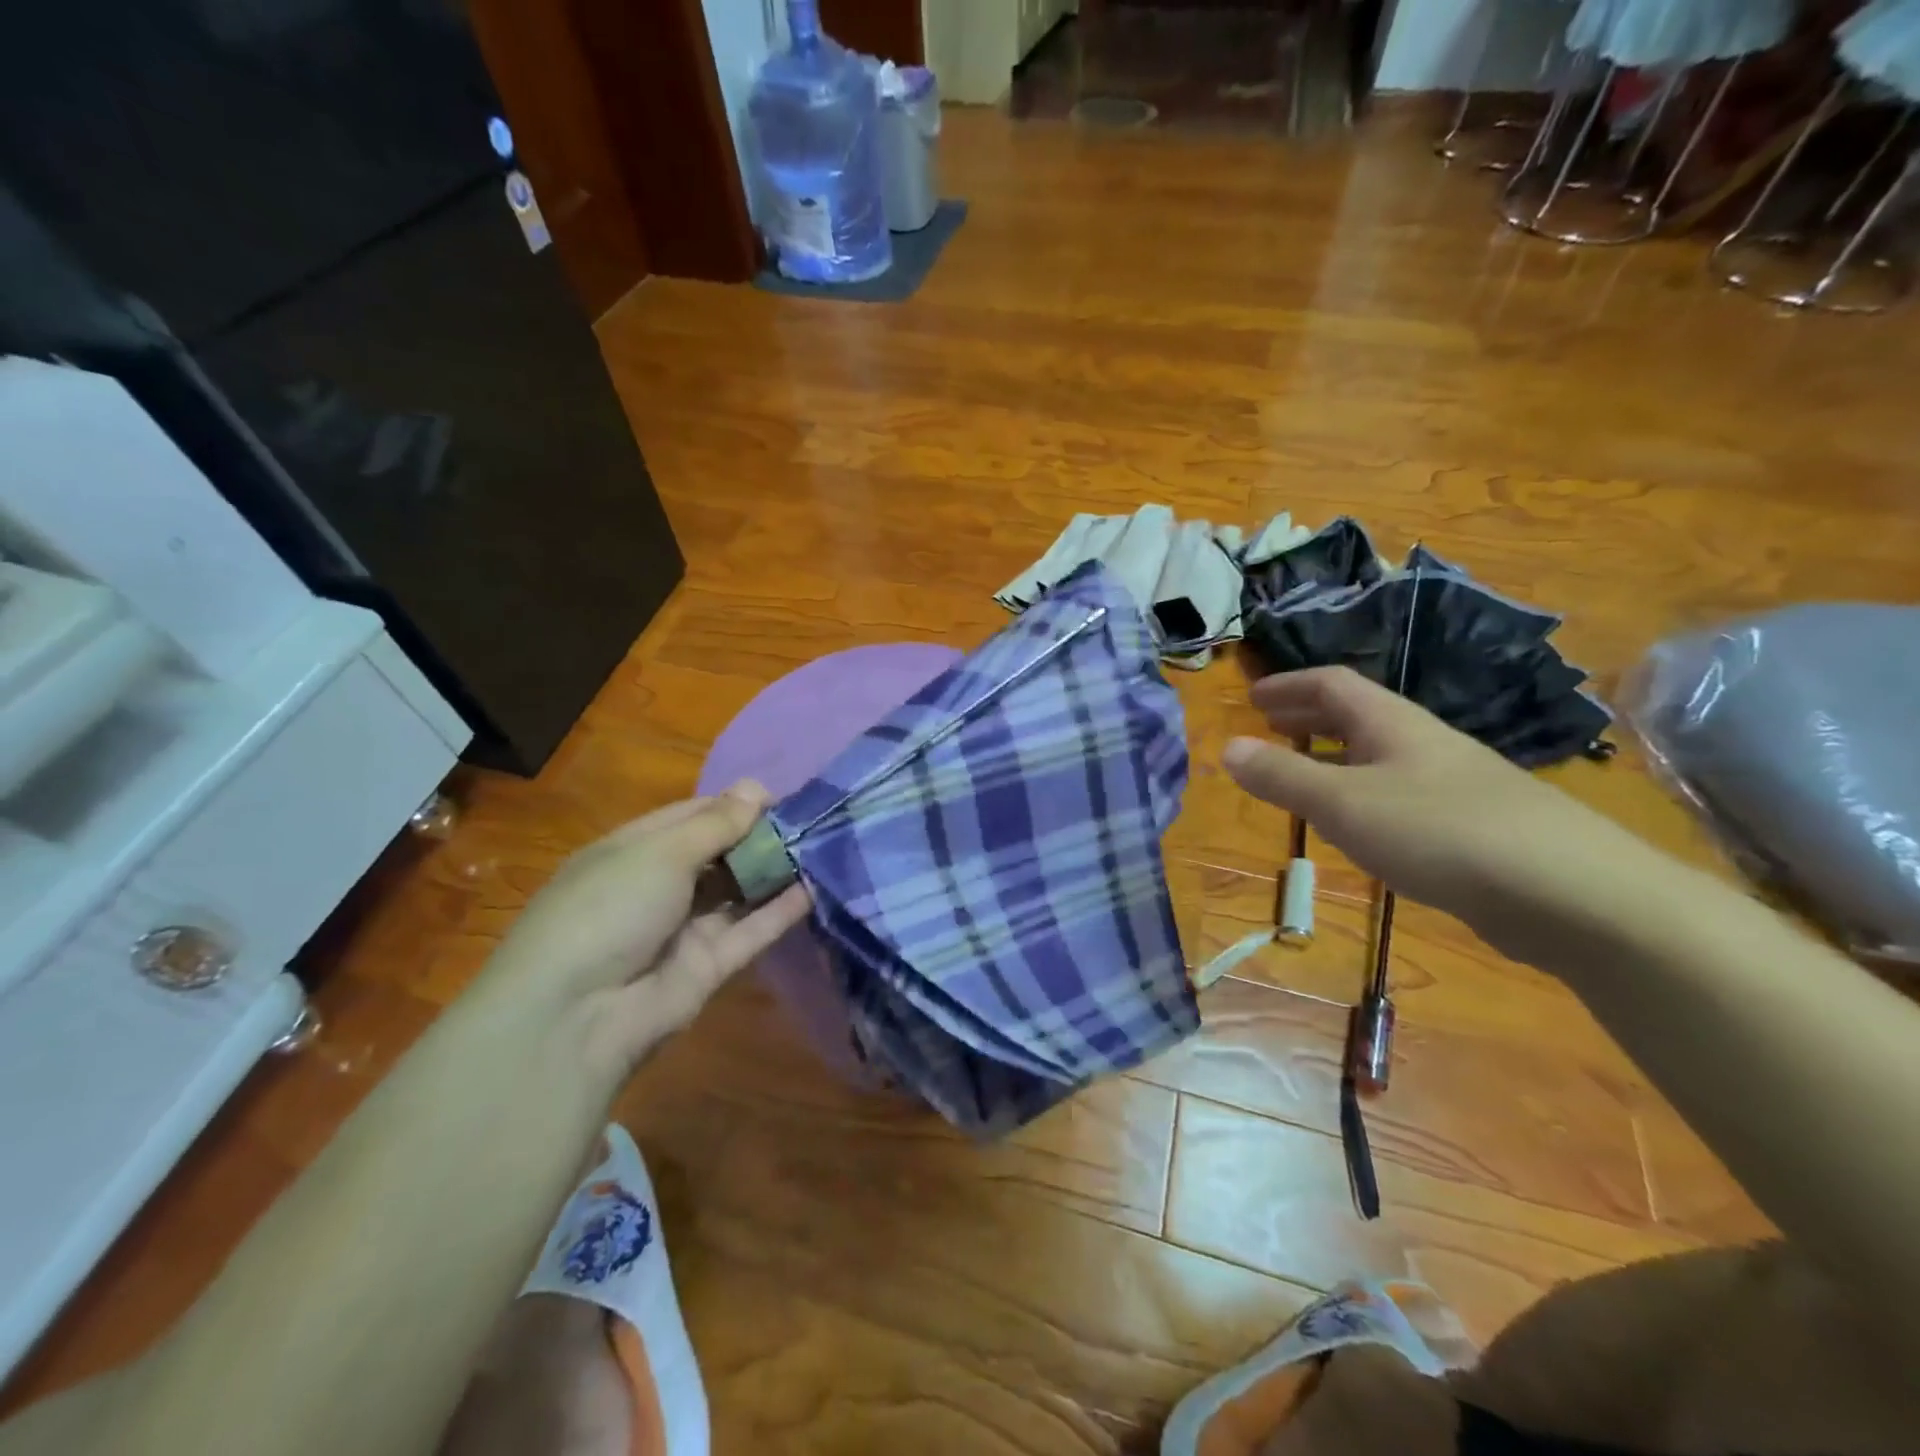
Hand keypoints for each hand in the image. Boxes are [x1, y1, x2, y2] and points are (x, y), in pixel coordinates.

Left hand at [477, 782, 810, 1080]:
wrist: (576, 1015)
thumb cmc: (609, 908)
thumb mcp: (660, 853)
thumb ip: (716, 823)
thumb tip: (756, 787)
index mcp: (634, 851)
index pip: (692, 816)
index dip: (734, 804)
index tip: (780, 798)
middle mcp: (661, 886)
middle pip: (720, 853)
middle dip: (761, 836)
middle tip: (810, 822)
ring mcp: (686, 928)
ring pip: (739, 891)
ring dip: (776, 870)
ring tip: (823, 847)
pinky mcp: (711, 966)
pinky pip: (751, 930)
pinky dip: (781, 910)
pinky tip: (816, 887)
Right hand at [1221, 667, 1668, 965]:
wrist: (1569, 892)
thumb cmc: (1439, 831)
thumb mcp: (1343, 803)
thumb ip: (1283, 776)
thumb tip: (1226, 747)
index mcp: (1392, 723)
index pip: (1333, 685)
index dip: (1289, 686)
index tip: (1253, 697)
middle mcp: (1423, 743)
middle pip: (1358, 715)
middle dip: (1309, 716)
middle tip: (1270, 726)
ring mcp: (1454, 784)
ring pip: (1381, 757)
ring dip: (1336, 757)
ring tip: (1305, 775)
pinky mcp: (1474, 827)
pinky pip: (1401, 794)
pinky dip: (1364, 795)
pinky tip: (1361, 826)